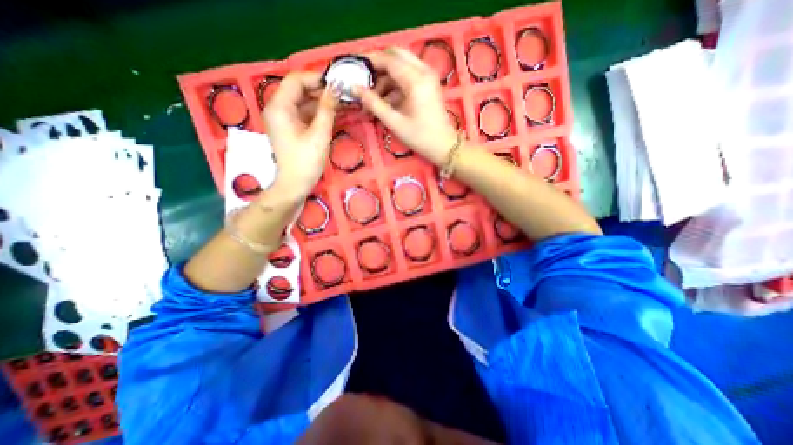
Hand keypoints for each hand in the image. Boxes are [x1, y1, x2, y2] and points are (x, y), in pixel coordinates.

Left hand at [263, 71, 337, 196]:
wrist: (294, 185)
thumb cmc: (306, 161)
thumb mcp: (320, 134)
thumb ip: (327, 109)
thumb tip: (335, 88)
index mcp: (279, 107)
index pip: (296, 80)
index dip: (317, 78)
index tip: (337, 84)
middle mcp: (277, 108)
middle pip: (298, 90)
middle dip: (320, 90)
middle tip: (342, 95)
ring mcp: (282, 119)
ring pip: (302, 102)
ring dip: (320, 102)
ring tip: (341, 104)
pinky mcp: (289, 128)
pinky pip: (303, 113)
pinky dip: (316, 113)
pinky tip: (332, 115)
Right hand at [354, 46, 458, 165]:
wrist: (444, 146)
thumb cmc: (420, 137)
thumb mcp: (395, 122)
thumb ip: (374, 103)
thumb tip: (355, 89)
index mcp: (415, 79)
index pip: (388, 59)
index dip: (369, 61)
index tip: (354, 68)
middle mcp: (423, 71)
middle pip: (395, 56)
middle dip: (378, 67)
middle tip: (365, 82)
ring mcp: (427, 77)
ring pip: (401, 66)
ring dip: (386, 78)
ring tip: (373, 99)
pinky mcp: (428, 84)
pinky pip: (408, 76)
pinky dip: (395, 85)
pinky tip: (386, 102)